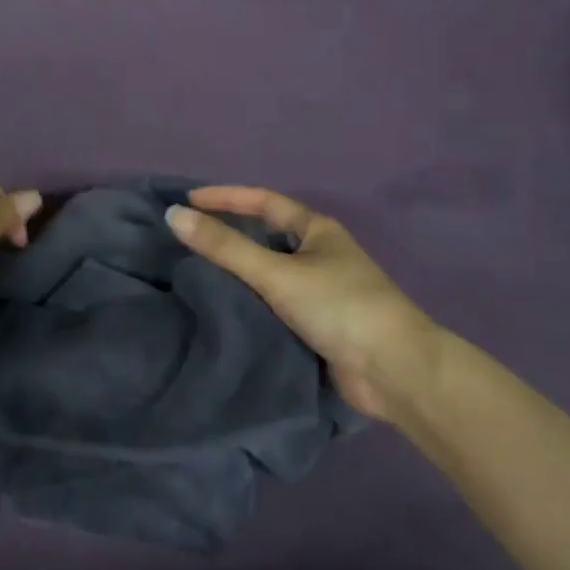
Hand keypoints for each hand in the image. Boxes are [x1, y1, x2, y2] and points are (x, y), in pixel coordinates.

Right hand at [167, 187, 451, 423]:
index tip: (186, 200)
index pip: (263, 201)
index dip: (225, 197)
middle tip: (185, 239)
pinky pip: (272, 306)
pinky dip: (248, 305)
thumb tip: (173, 215)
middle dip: (228, 236)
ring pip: (267, 274)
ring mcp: (319, 292)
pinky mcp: (316, 327)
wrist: (395, 372)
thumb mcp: (277, 272)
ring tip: (191, 274)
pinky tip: (220, 310)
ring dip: (236, 274)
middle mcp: (319, 255)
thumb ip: (225, 247)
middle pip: (264, 237)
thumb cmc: (339, 306)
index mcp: (317, 230)